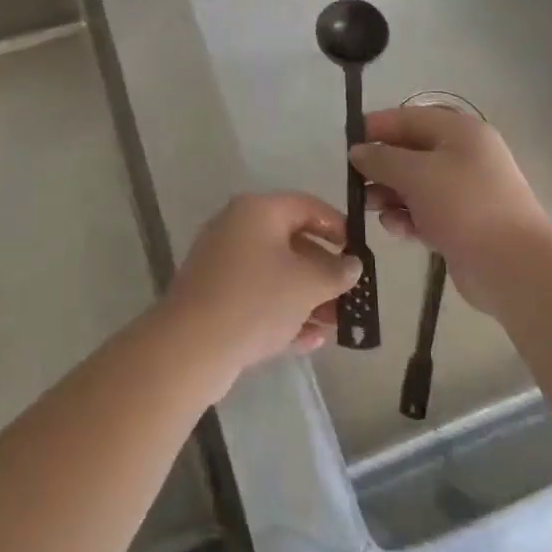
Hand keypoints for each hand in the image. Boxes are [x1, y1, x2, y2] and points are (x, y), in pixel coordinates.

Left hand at [161, 192, 361, 389]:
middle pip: (291, 242)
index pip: (306, 206)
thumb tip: (353, 264)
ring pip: (275, 274)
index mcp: (257, 211)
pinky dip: (283, 314)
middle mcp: (237, 228)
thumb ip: (336, 272)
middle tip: (351, 296)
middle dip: (324, 271)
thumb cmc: (256, 300)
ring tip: (336, 325)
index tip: (359, 252)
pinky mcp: (215, 297)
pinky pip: (258, 298)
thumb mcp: (307, 284)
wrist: (192, 345)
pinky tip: (310, 341)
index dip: (337, 226)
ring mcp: (223, 264)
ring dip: (308, 297)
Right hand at [350, 106, 551, 316]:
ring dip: (390, 194)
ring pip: (415, 184)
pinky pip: (425, 212)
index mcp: (460, 132)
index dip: (377, 127)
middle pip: (411, 152)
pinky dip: (407, 217)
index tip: (347, 142)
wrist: (513, 267)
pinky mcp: (462, 223)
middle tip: (354, 182)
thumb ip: (382, 159)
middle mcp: (465, 156)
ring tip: (370, 208)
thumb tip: (358, 151)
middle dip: (381, 166)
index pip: (409, 118)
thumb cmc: (464, 206)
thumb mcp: (416, 174)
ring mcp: (465, 191)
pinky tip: (396, 229)